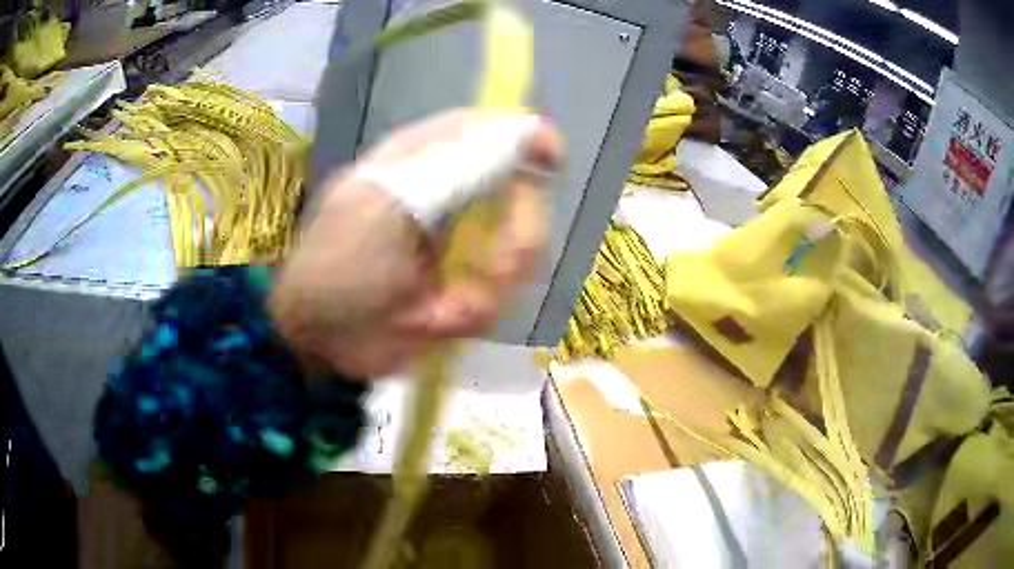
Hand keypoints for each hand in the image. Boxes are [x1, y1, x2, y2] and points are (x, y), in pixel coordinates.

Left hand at [270, 110, 562, 377]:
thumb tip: (520, 131)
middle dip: (518, 237)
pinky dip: (472, 315)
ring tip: (447, 309)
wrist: (317, 340)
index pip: (485, 131)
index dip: (525, 138)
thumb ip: (452, 168)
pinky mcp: (460, 289)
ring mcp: (456, 246)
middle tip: (498, 269)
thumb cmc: (337, 266)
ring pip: (516, 253)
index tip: (554, 161)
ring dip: (491, 287)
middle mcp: (447, 198)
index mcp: (421, 163)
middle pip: (518, 196)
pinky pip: (495, 298)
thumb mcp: (387, 207)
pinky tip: (436, 323)